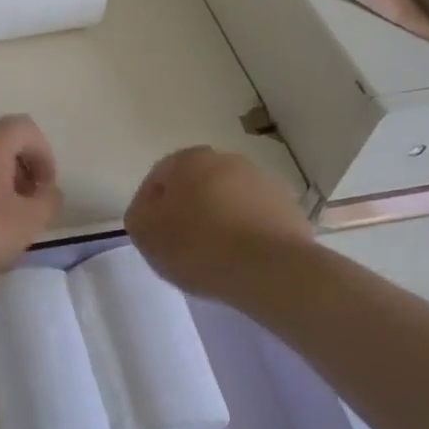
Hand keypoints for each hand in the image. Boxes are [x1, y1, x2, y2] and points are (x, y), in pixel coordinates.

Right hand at [125, 146, 312, 301]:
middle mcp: (228, 160)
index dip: (150, 206)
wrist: (269, 269)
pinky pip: (257, 219)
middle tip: (180, 244)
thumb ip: (139, 214)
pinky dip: (247, 233)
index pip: (160, 177)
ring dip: (220, 219)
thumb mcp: (145, 233)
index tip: (151, 235)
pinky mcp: (289, 208)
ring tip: (214, 256)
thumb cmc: (198, 246)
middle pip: (197, 185)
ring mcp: (263, 182)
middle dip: (188, 209)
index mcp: (190, 160)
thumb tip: (150, 211)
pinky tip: (242, 259)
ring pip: (229, 200)